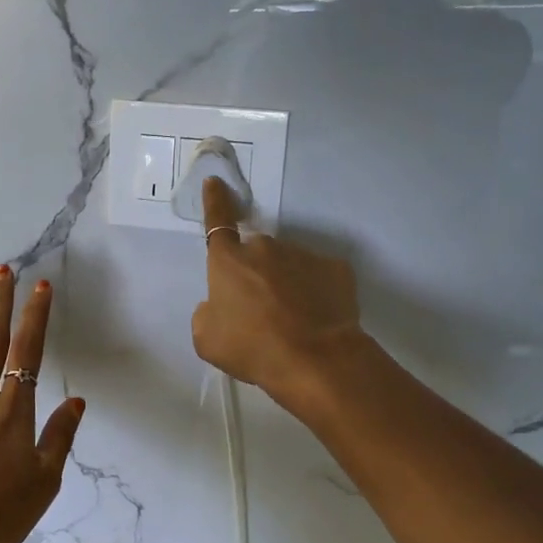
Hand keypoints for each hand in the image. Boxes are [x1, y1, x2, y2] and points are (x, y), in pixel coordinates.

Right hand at [193, 177, 364, 405]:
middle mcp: (265, 248)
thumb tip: (218, 305)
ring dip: (286, 284)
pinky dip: (315, 292)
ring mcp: (303, 254)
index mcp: (229, 260)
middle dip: (255, 274)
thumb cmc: (253, 348)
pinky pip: (318, 277)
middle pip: (255, 255)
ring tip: (292, 321)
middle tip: (260, 310)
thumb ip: (206, 313)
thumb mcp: (208, 339)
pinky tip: (316, 319)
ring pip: (288, 266)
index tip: (216, 182)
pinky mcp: (335, 269)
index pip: (217, 221)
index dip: (215, 201)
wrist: (316, 360)